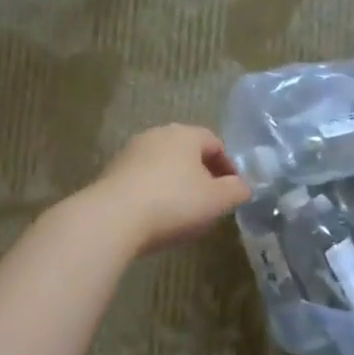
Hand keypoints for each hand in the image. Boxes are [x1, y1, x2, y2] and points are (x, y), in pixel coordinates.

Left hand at [86, 124, 251, 253]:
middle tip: (211, 201)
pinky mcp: (110, 174)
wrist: (112, 219)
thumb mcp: (217, 200)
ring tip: (183, 213)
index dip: (229, 166)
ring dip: (176, 185)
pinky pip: (142, 181)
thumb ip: (236, 190)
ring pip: (162, 166)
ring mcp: (129, 153)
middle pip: (186, 152)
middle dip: (201, 174)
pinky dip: (154, 194)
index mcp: (184, 134)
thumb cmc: (173, 203)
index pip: (214, 142)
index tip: (233, 191)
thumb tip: (243, 186)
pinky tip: (156, 218)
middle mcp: (156, 135)